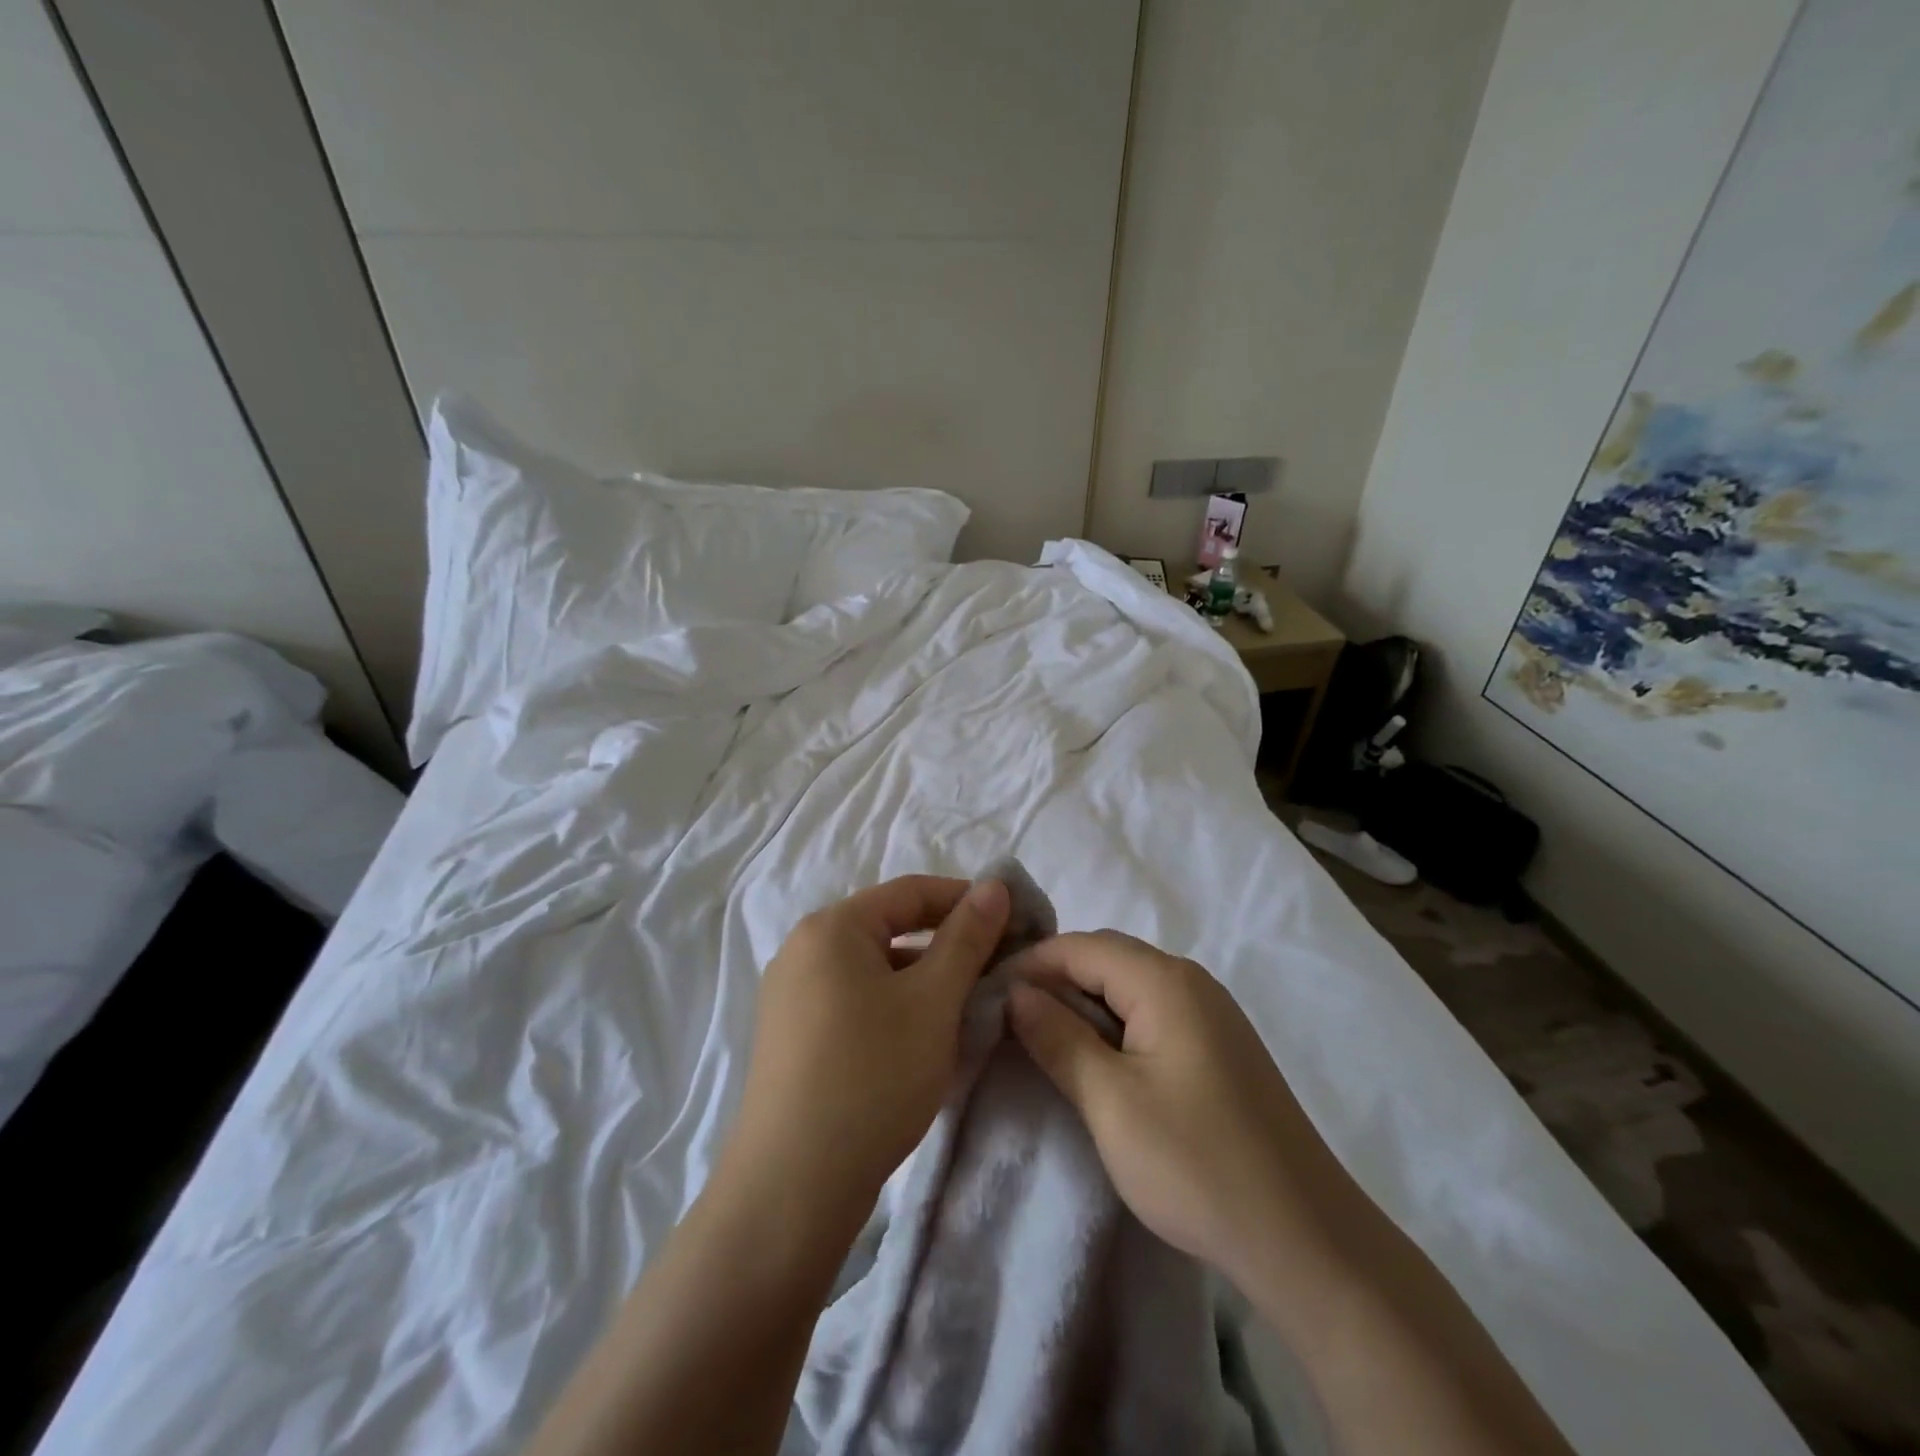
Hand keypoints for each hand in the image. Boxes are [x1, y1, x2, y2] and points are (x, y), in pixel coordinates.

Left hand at [727, 875, 1010, 1228]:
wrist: (793, 1185)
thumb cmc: (873, 1074)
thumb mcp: (934, 1001)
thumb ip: (967, 937)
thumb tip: (994, 885)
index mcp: (831, 927)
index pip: (910, 891)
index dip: (965, 899)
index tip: (1013, 919)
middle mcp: (802, 950)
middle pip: (889, 927)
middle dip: (946, 943)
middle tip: (996, 966)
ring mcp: (790, 995)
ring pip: (873, 969)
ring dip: (922, 978)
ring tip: (967, 1005)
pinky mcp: (790, 1037)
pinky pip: (853, 1000)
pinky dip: (892, 1006)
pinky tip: (922, 1038)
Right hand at [1004, 931, 1341, 1285]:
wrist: (1305, 1239)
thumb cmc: (1197, 1164)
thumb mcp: (1111, 1102)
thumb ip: (1058, 1038)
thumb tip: (1016, 992)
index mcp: (1165, 981)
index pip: (1081, 946)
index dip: (1031, 963)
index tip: (987, 993)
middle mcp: (1191, 981)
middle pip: (1107, 957)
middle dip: (1055, 978)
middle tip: (1008, 1016)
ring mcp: (1210, 1013)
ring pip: (1129, 985)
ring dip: (1084, 1002)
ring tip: (1042, 1037)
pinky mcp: (1218, 1046)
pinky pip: (1152, 1012)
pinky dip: (1114, 1023)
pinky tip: (1095, 1058)